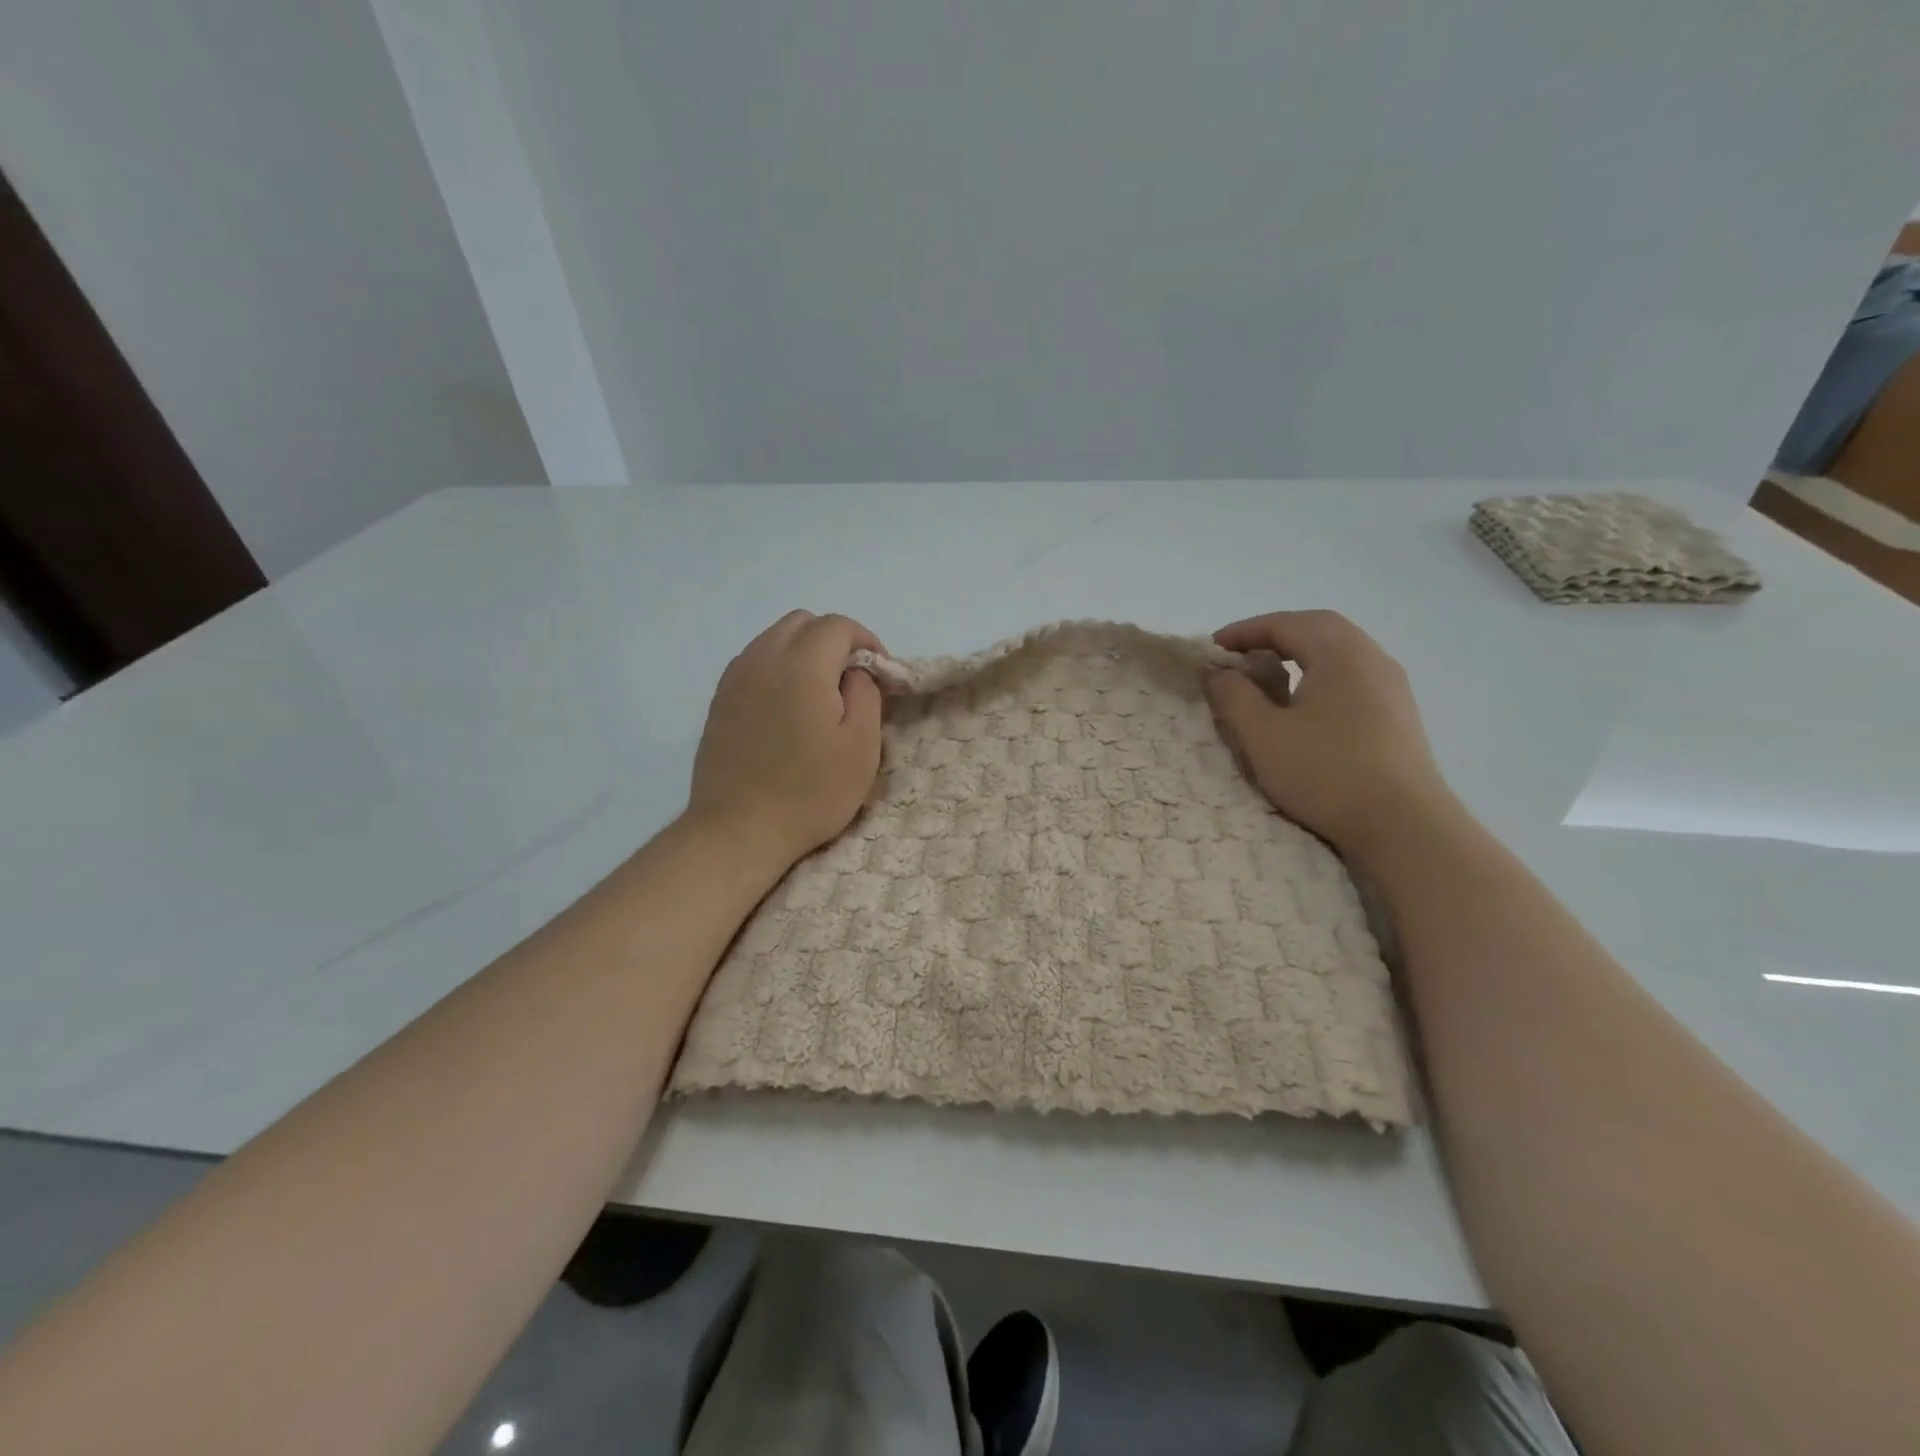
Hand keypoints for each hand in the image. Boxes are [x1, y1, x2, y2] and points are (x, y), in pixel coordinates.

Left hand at [688, 611, 885, 869]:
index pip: (837, 626)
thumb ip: (866, 693)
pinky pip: (753, 662)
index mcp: (802, 665)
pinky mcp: (719, 700)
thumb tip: (855, 671)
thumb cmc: (810, 792)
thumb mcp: (861, 747)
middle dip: (833, 640)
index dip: (866, 641)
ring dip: (803, 651)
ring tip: (819, 693)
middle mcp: (763, 659)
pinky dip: (777, 668)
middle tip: (851, 680)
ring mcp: (735, 678)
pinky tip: (787, 706)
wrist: (739, 830)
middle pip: (802, 622)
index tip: (879, 673)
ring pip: (774, 638)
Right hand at [1204, 610, 1450, 856]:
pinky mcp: (1399, 714)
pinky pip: (1354, 675)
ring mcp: (1392, 687)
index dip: (1245, 631)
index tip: (1213, 647)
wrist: (1404, 826)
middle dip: (1275, 634)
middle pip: (1319, 628)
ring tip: (1270, 675)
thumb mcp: (1263, 735)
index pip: (1285, 624)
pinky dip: (1322, 673)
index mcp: (1339, 654)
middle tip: (1241, 653)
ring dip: (1301, 653)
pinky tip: (1307, 703)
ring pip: (1341, 651)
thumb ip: (1234, 697)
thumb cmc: (1326, 773)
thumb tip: (1219, 672)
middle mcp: (1371, 658)